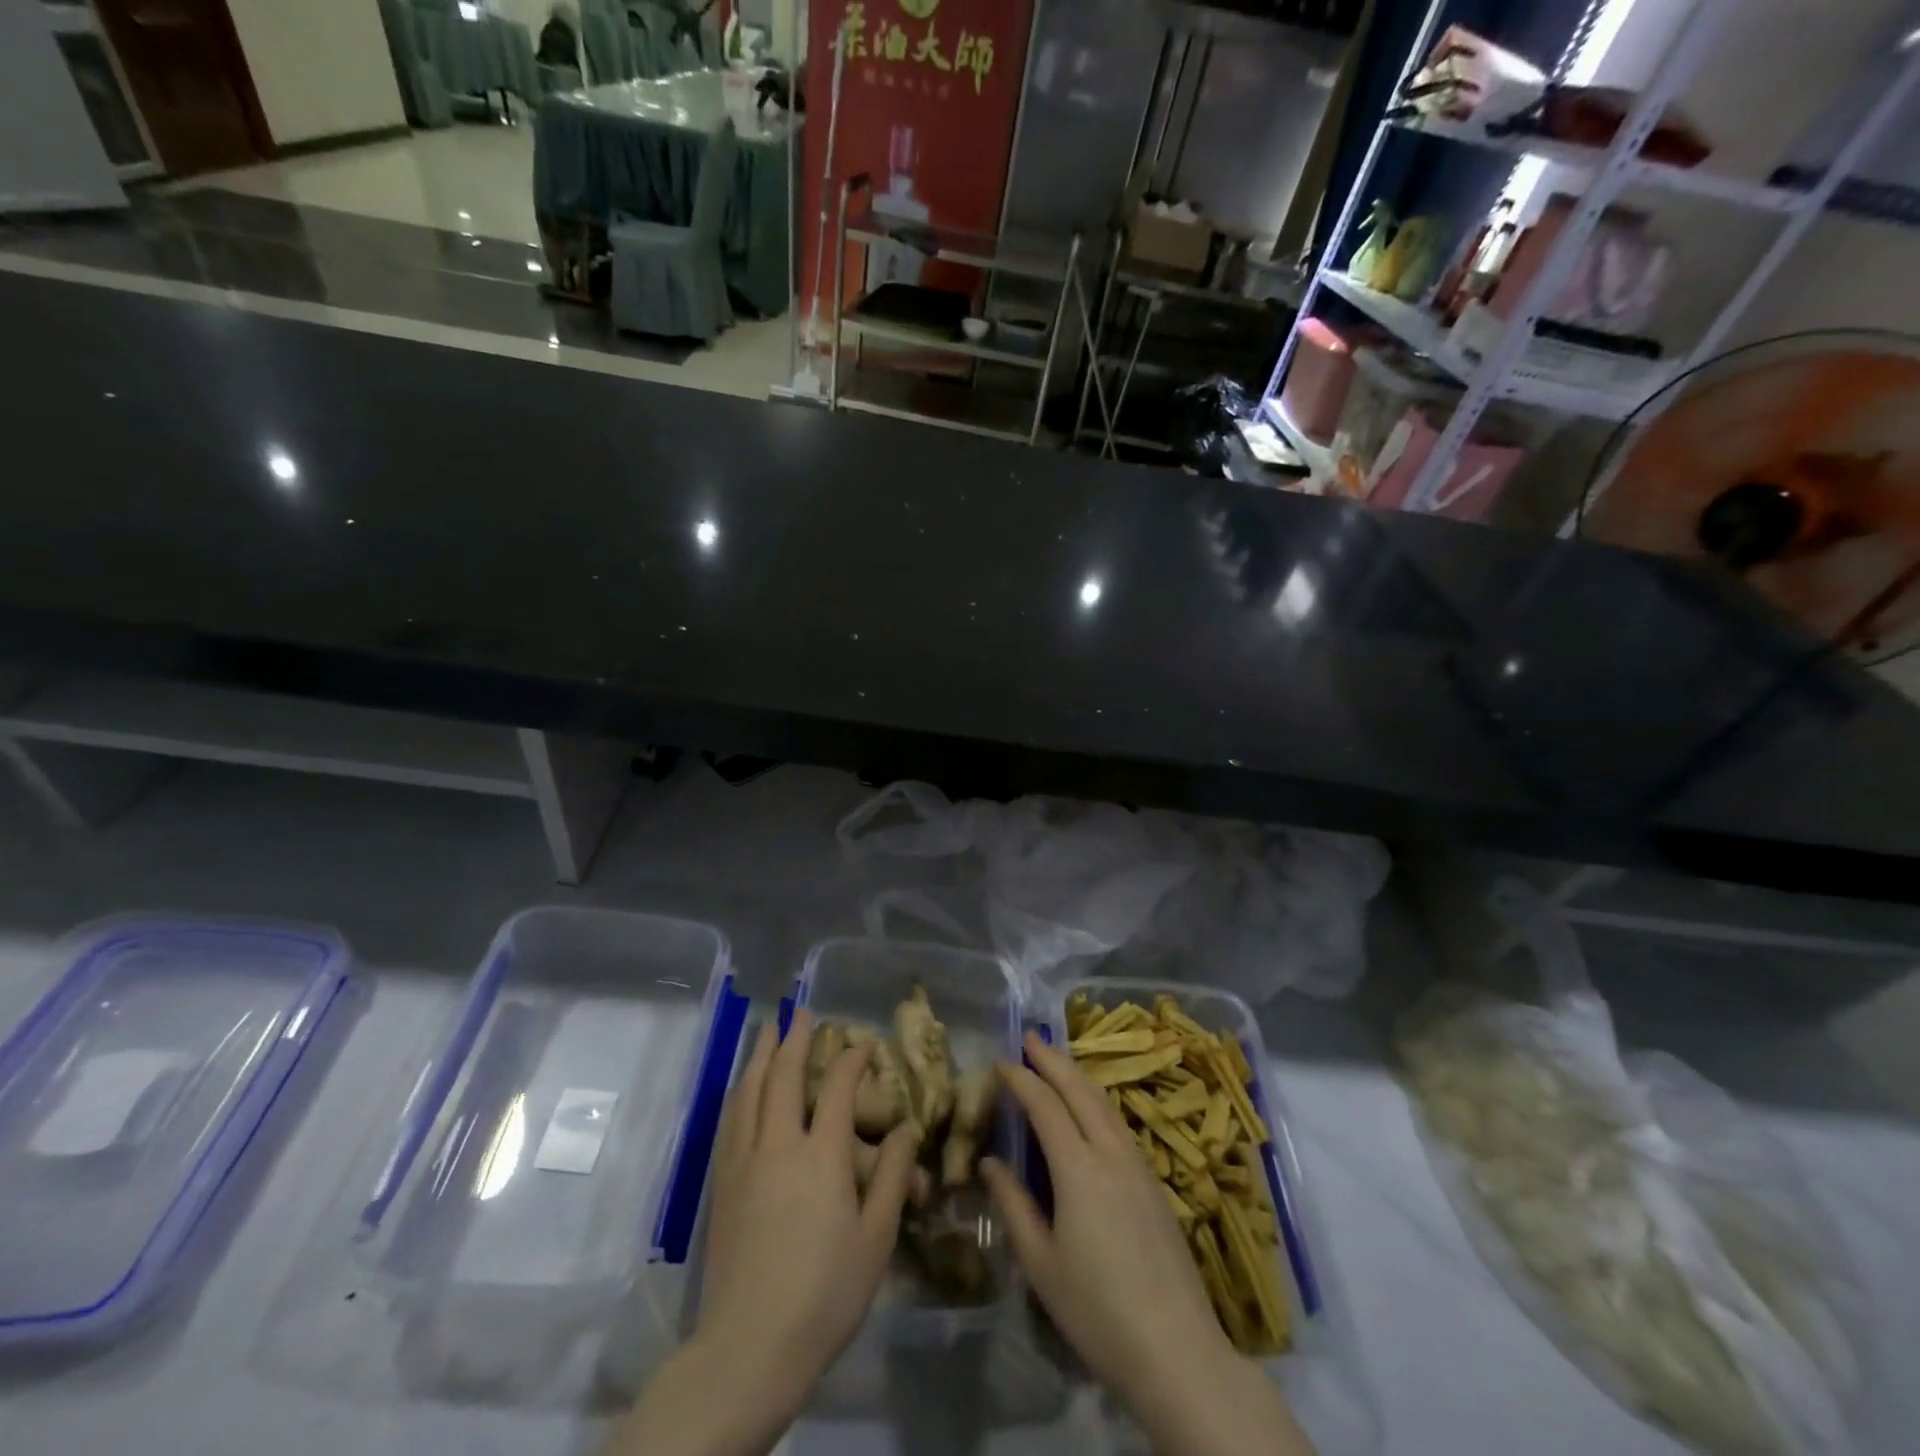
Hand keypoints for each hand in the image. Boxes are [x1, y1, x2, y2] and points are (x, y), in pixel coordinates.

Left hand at [696, 1009, 918, 1381]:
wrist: (749, 1346)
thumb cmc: (825, 1294)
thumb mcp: (876, 1239)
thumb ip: (891, 1177)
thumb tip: (904, 1130)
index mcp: (821, 1155)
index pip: (836, 1087)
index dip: (851, 1059)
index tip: (862, 1043)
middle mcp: (778, 1145)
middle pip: (782, 1076)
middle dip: (794, 1038)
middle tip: (801, 1011)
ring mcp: (744, 1162)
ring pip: (748, 1091)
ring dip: (759, 1055)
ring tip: (768, 1030)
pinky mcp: (721, 1184)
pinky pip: (730, 1119)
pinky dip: (740, 1091)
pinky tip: (742, 1088)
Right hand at [983, 1032, 1313, 1455]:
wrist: (1176, 1349)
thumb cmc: (1097, 1311)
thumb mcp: (1040, 1264)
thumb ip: (1013, 1205)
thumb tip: (988, 1163)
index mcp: (1078, 1168)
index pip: (1045, 1105)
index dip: (1021, 1079)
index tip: (1001, 1061)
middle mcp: (1111, 1153)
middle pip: (1080, 1091)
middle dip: (1053, 1060)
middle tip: (1031, 1038)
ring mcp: (1139, 1166)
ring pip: (1104, 1104)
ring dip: (1078, 1076)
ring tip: (1057, 1062)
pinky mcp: (1155, 1184)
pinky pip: (1119, 1124)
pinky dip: (1097, 1102)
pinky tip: (1091, 1110)